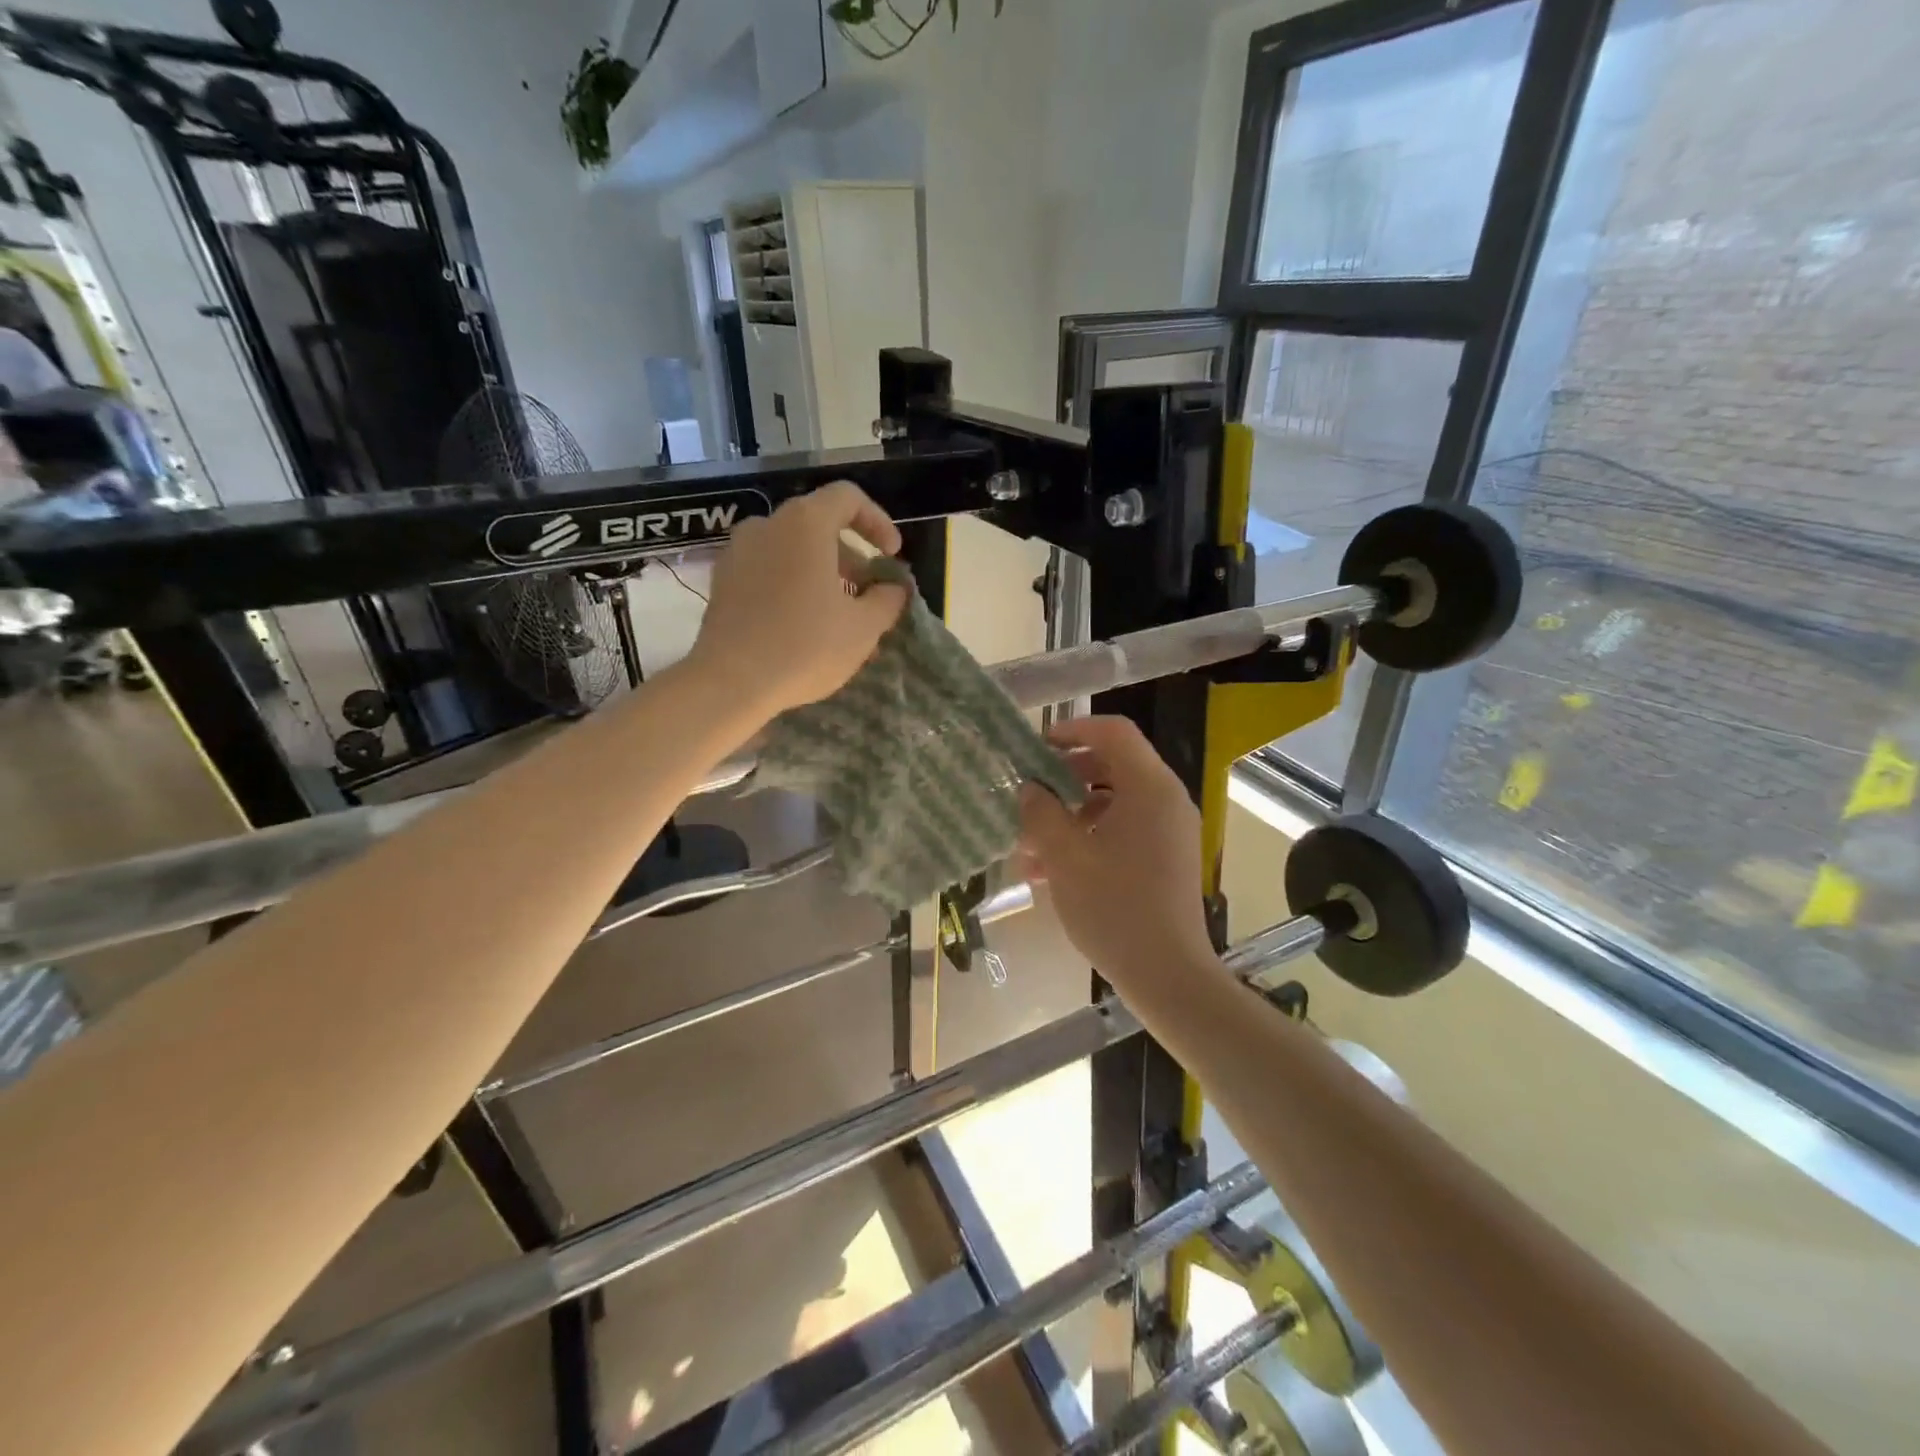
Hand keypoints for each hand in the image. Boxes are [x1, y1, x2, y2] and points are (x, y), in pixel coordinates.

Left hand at [688, 481, 909, 717]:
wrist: (731, 682)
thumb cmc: (805, 646)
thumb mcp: (863, 628)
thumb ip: (887, 600)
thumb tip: (894, 588)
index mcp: (805, 523)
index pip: (848, 498)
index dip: (878, 522)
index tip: (891, 555)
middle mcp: (767, 525)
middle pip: (818, 525)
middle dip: (851, 556)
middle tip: (869, 592)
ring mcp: (738, 552)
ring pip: (792, 550)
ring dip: (822, 573)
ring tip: (839, 613)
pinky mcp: (722, 581)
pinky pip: (768, 570)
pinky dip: (792, 584)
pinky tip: (804, 623)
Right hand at [1016, 716, 1214, 990]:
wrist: (1168, 976)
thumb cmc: (1114, 909)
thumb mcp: (1065, 857)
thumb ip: (1041, 813)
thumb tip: (1030, 789)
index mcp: (1150, 789)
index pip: (1114, 732)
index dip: (1074, 730)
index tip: (1037, 746)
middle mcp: (1166, 801)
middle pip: (1112, 767)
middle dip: (1064, 781)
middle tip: (1029, 796)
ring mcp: (1169, 832)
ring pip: (1112, 804)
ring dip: (1069, 818)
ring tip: (1029, 849)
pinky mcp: (1165, 859)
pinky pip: (1123, 832)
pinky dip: (1088, 840)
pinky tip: (1050, 872)